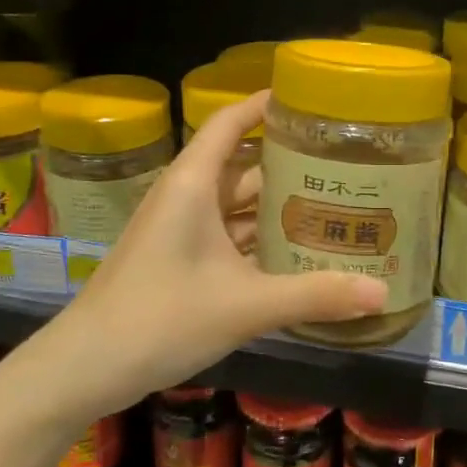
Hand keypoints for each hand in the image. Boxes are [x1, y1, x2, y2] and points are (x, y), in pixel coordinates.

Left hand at [43, 91, 385, 415]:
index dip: (264, 104)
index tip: (308, 99)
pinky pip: (225, 235)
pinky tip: (294, 253)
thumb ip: (314, 296)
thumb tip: (382, 292)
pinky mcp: (176, 259)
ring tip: (330, 204)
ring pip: (234, 204)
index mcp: (192, 183)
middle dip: (287, 163)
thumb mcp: (245, 305)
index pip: (229, 122)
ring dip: (275, 205)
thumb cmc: (161, 318)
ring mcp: (178, 229)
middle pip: (242, 164)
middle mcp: (185, 196)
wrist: (85, 367)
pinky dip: (257, 238)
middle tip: (342, 163)